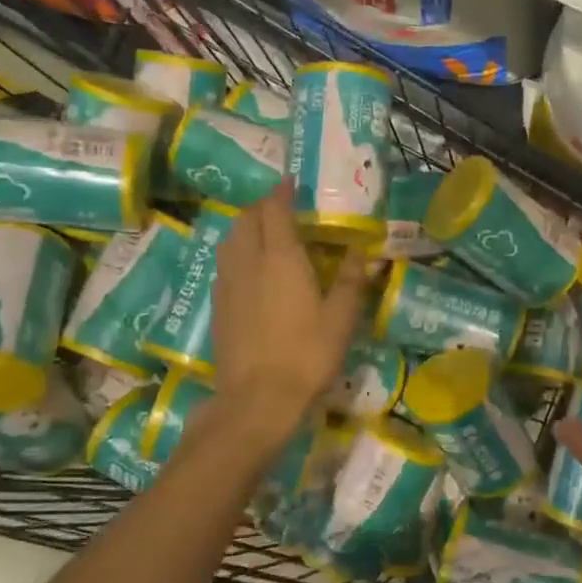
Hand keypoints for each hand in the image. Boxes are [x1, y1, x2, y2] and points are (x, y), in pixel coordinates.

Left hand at [211, 185, 366, 438]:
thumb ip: (352, 280)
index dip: (282, 192)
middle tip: (282, 209)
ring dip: (246, 227)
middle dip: (262, 206)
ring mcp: (227, 283)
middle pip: (246, 218)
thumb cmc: (307, 355)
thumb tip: (364, 250)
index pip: (275, 209)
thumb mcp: (341, 318)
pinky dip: (237, 253)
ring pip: (230, 239)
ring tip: (265, 234)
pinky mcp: (218, 305)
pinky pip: (225, 264)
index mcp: (280, 257)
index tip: (291, 183)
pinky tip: (251, 270)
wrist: (257, 399)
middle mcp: (248, 261)